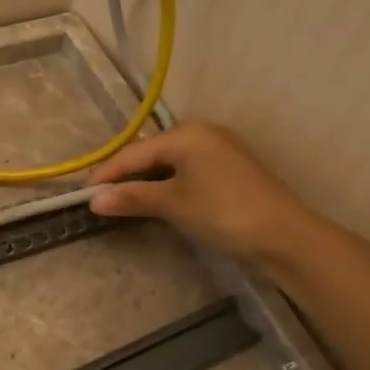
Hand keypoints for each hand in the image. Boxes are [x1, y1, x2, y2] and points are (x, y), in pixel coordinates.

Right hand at [88, 121, 324, 265]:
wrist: (286, 236)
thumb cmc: (224, 212)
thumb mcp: (174, 204)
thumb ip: (132, 198)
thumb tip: (94, 201)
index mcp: (185, 134)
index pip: (133, 152)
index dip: (106, 174)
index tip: (83, 195)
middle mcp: (202, 132)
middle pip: (150, 153)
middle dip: (125, 176)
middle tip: (101, 199)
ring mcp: (220, 149)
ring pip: (169, 162)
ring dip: (145, 181)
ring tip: (123, 201)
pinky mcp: (231, 168)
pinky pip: (187, 170)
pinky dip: (167, 184)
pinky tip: (157, 200)